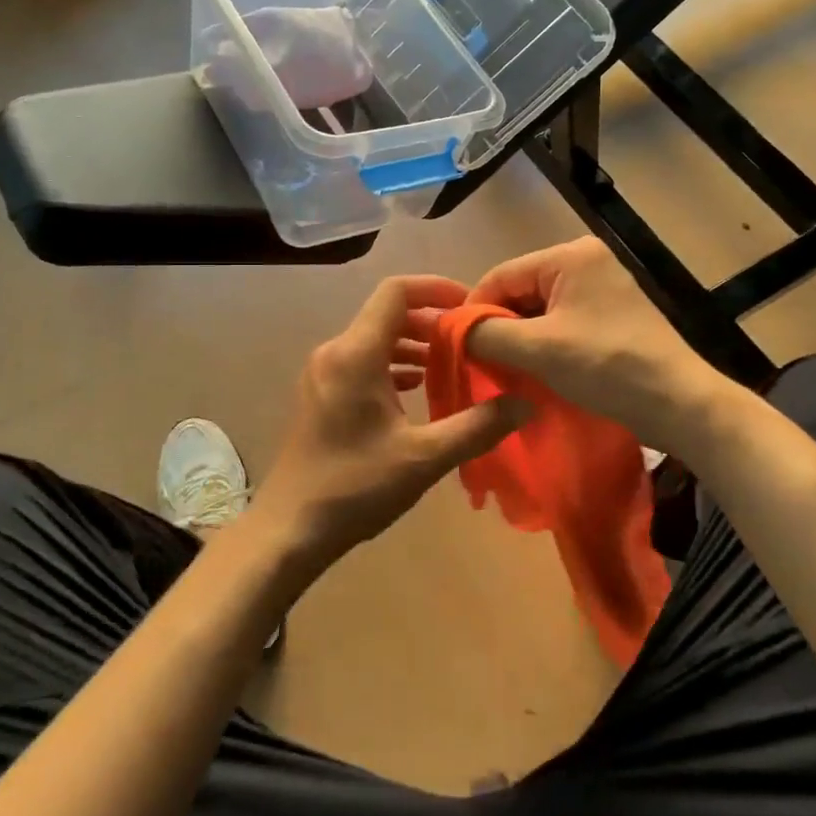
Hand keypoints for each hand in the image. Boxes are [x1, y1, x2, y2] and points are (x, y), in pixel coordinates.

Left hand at [246, 276, 531, 569]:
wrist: (290, 528)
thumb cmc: (355, 487)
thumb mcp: (424, 458)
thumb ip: (477, 426)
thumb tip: (525, 403)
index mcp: (356, 353)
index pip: (396, 292)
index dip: (435, 287)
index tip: (471, 305)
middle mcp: (336, 352)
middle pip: (387, 314)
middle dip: (431, 321)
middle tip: (471, 340)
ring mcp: (324, 373)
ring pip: (376, 339)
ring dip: (414, 344)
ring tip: (453, 363)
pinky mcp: (321, 394)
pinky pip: (364, 362)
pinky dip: (394, 365)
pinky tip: (418, 389)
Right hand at [466, 237, 724, 455]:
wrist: (680, 404)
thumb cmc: (607, 367)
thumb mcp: (538, 349)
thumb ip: (486, 333)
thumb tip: (446, 328)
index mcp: (570, 255)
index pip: (501, 275)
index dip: (472, 311)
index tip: (455, 347)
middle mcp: (586, 260)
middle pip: (520, 290)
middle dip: (498, 326)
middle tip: (480, 362)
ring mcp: (602, 286)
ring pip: (539, 308)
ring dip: (520, 338)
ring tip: (505, 369)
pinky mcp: (612, 313)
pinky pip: (561, 321)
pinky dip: (543, 343)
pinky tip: (535, 369)